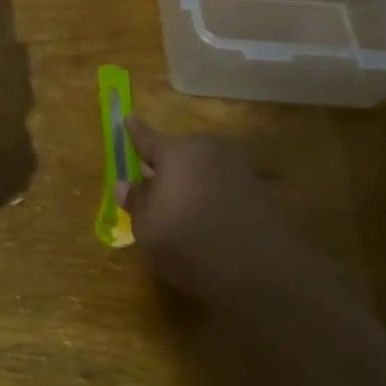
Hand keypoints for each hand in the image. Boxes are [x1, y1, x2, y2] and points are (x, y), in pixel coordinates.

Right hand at [122, 116, 360, 321]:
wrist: (258, 268)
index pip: (148, 138)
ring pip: (207, 168)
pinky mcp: (261, 193)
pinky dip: (214, 196)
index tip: (129, 117)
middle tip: (154, 179)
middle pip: (182, 152)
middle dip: (169, 163)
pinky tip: (208, 217)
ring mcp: (240, 170)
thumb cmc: (187, 241)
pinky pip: (226, 186)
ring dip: (194, 180)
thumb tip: (124, 185)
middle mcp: (209, 152)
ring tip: (182, 203)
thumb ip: (136, 202)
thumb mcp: (146, 227)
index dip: (136, 131)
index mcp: (176, 153)